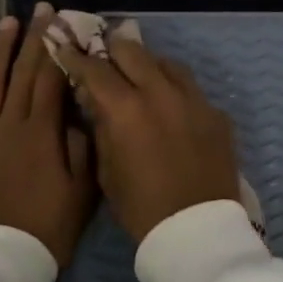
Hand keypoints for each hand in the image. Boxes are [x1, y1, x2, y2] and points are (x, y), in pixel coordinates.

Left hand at [0, 4, 97, 266]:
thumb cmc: (45, 230)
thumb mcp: (81, 194)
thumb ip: (82, 150)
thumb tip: (78, 114)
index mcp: (43, 133)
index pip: (52, 79)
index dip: (59, 48)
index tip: (66, 22)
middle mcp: (10, 124)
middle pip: (23, 73)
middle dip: (34, 38)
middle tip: (41, 9)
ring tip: (7, 22)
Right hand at [45, 29, 239, 243]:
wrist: (197, 231)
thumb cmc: (141, 208)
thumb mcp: (107, 170)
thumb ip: (100, 128)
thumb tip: (95, 101)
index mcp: (126, 109)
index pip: (95, 69)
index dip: (76, 58)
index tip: (66, 50)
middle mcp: (161, 93)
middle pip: (132, 51)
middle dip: (113, 51)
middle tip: (104, 57)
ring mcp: (194, 100)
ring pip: (167, 63)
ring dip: (148, 65)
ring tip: (140, 77)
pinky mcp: (216, 114)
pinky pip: (191, 89)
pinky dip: (175, 90)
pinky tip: (171, 107)